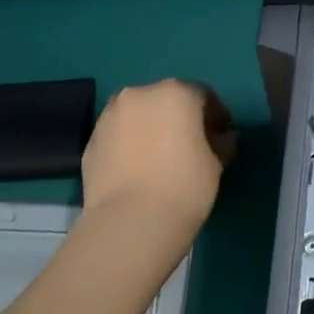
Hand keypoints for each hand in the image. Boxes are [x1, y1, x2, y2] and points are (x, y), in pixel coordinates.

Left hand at [81, 80, 235, 238]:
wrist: (130, 221)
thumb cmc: (184, 186)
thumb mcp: (216, 165)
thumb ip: (222, 143)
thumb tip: (222, 138)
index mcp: (175, 93)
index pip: (203, 96)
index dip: (216, 116)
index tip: (221, 137)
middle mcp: (139, 94)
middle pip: (167, 100)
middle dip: (180, 118)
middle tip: (191, 146)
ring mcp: (110, 115)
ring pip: (139, 115)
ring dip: (152, 128)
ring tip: (161, 158)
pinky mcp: (91, 140)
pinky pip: (119, 135)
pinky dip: (131, 143)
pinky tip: (139, 169)